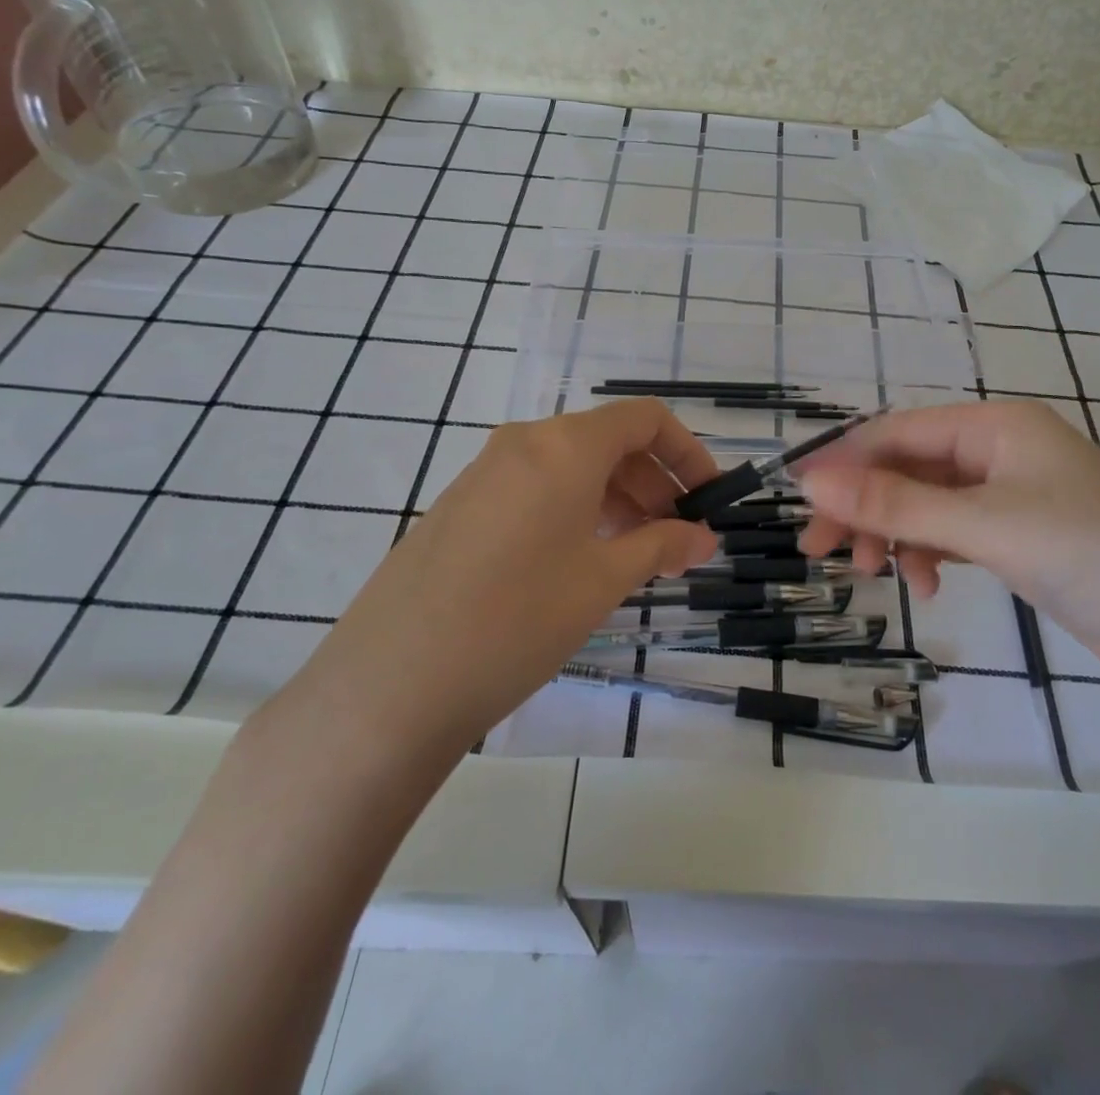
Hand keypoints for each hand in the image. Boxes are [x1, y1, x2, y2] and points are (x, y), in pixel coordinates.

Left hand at [291, 400, 719, 752]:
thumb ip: (661, 546)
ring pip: (570, 467)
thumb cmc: (518, 618)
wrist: (392, 682)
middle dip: (654, 483)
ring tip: (635, 555)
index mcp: (564, 444)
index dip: (686, 452)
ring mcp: (484, 472)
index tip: (707, 498)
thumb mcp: (603, 580)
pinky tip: (579, 563)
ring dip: (616, 499)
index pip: (644, 419)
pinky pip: (535, 489)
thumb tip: (702, 537)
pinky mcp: (460, 506)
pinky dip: (574, 510)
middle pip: (608, 441)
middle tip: (676, 539)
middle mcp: (523, 443)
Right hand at [795, 401, 1099, 688]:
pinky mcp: (1021, 533)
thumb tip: (811, 481)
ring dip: (895, 533)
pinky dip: (931, 552)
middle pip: (908, 468)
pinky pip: (955, 530)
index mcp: (994, 425)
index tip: (800, 502)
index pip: (897, 432)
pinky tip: (928, 585)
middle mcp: (999, 449)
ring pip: (928, 502)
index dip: (844, 463)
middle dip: (865, 506)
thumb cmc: (1087, 554)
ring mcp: (1012, 492)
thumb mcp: (982, 525)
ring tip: (874, 575)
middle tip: (821, 551)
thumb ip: (895, 502)